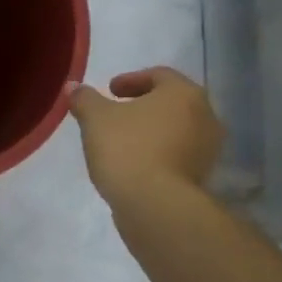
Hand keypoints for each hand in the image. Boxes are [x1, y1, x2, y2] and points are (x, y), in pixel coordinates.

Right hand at [69, 67, 223, 212]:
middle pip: (171, 102)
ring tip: (123, 140)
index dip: (131, 80)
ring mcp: (208, 150)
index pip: (159, 75)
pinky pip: (178, 155)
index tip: (110, 90)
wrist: (156, 206)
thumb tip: (74, 87)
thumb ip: (85, 98)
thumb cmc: (128, 148)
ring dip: (152, 131)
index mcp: (184, 93)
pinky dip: (158, 153)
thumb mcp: (95, 117)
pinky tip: (135, 163)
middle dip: (143, 105)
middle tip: (117, 112)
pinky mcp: (203, 178)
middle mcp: (205, 116)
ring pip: (176, 130)